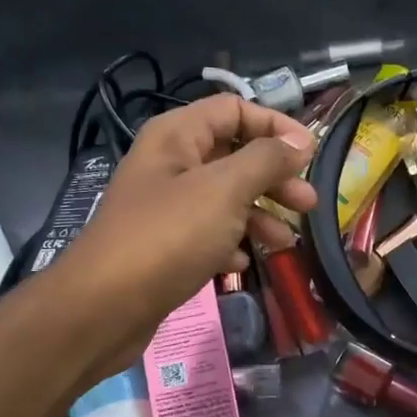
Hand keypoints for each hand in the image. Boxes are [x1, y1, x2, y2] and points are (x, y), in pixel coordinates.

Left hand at [40, 95, 317, 375]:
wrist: (105, 307)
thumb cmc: (168, 237)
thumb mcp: (225, 190)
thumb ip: (267, 160)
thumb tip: (300, 141)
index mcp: (177, 136)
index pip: (235, 110)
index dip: (276, 126)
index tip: (311, 154)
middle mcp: (170, 164)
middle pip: (234, 155)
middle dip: (274, 177)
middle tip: (308, 204)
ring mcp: (166, 207)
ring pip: (225, 198)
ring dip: (259, 215)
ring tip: (286, 242)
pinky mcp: (165, 245)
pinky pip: (208, 234)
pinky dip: (231, 244)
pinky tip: (242, 264)